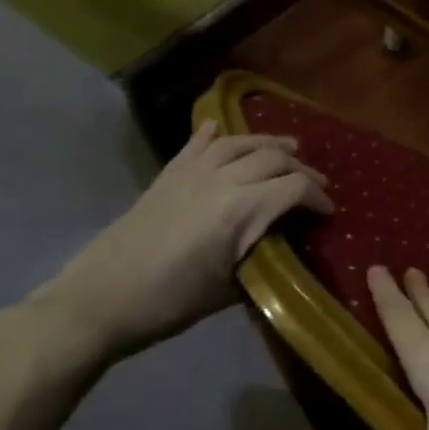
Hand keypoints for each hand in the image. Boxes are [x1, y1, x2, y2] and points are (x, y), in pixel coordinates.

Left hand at [33, 121, 332, 359]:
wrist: (99, 300)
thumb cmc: (171, 302)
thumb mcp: (230, 287)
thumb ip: (262, 256)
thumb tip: (284, 245)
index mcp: (241, 209)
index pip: (295, 187)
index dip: (318, 197)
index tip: (328, 212)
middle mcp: (221, 179)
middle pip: (274, 157)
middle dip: (302, 169)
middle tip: (316, 185)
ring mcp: (191, 172)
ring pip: (240, 142)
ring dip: (269, 142)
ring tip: (288, 146)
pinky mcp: (167, 175)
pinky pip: (196, 144)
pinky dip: (213, 133)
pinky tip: (220, 127)